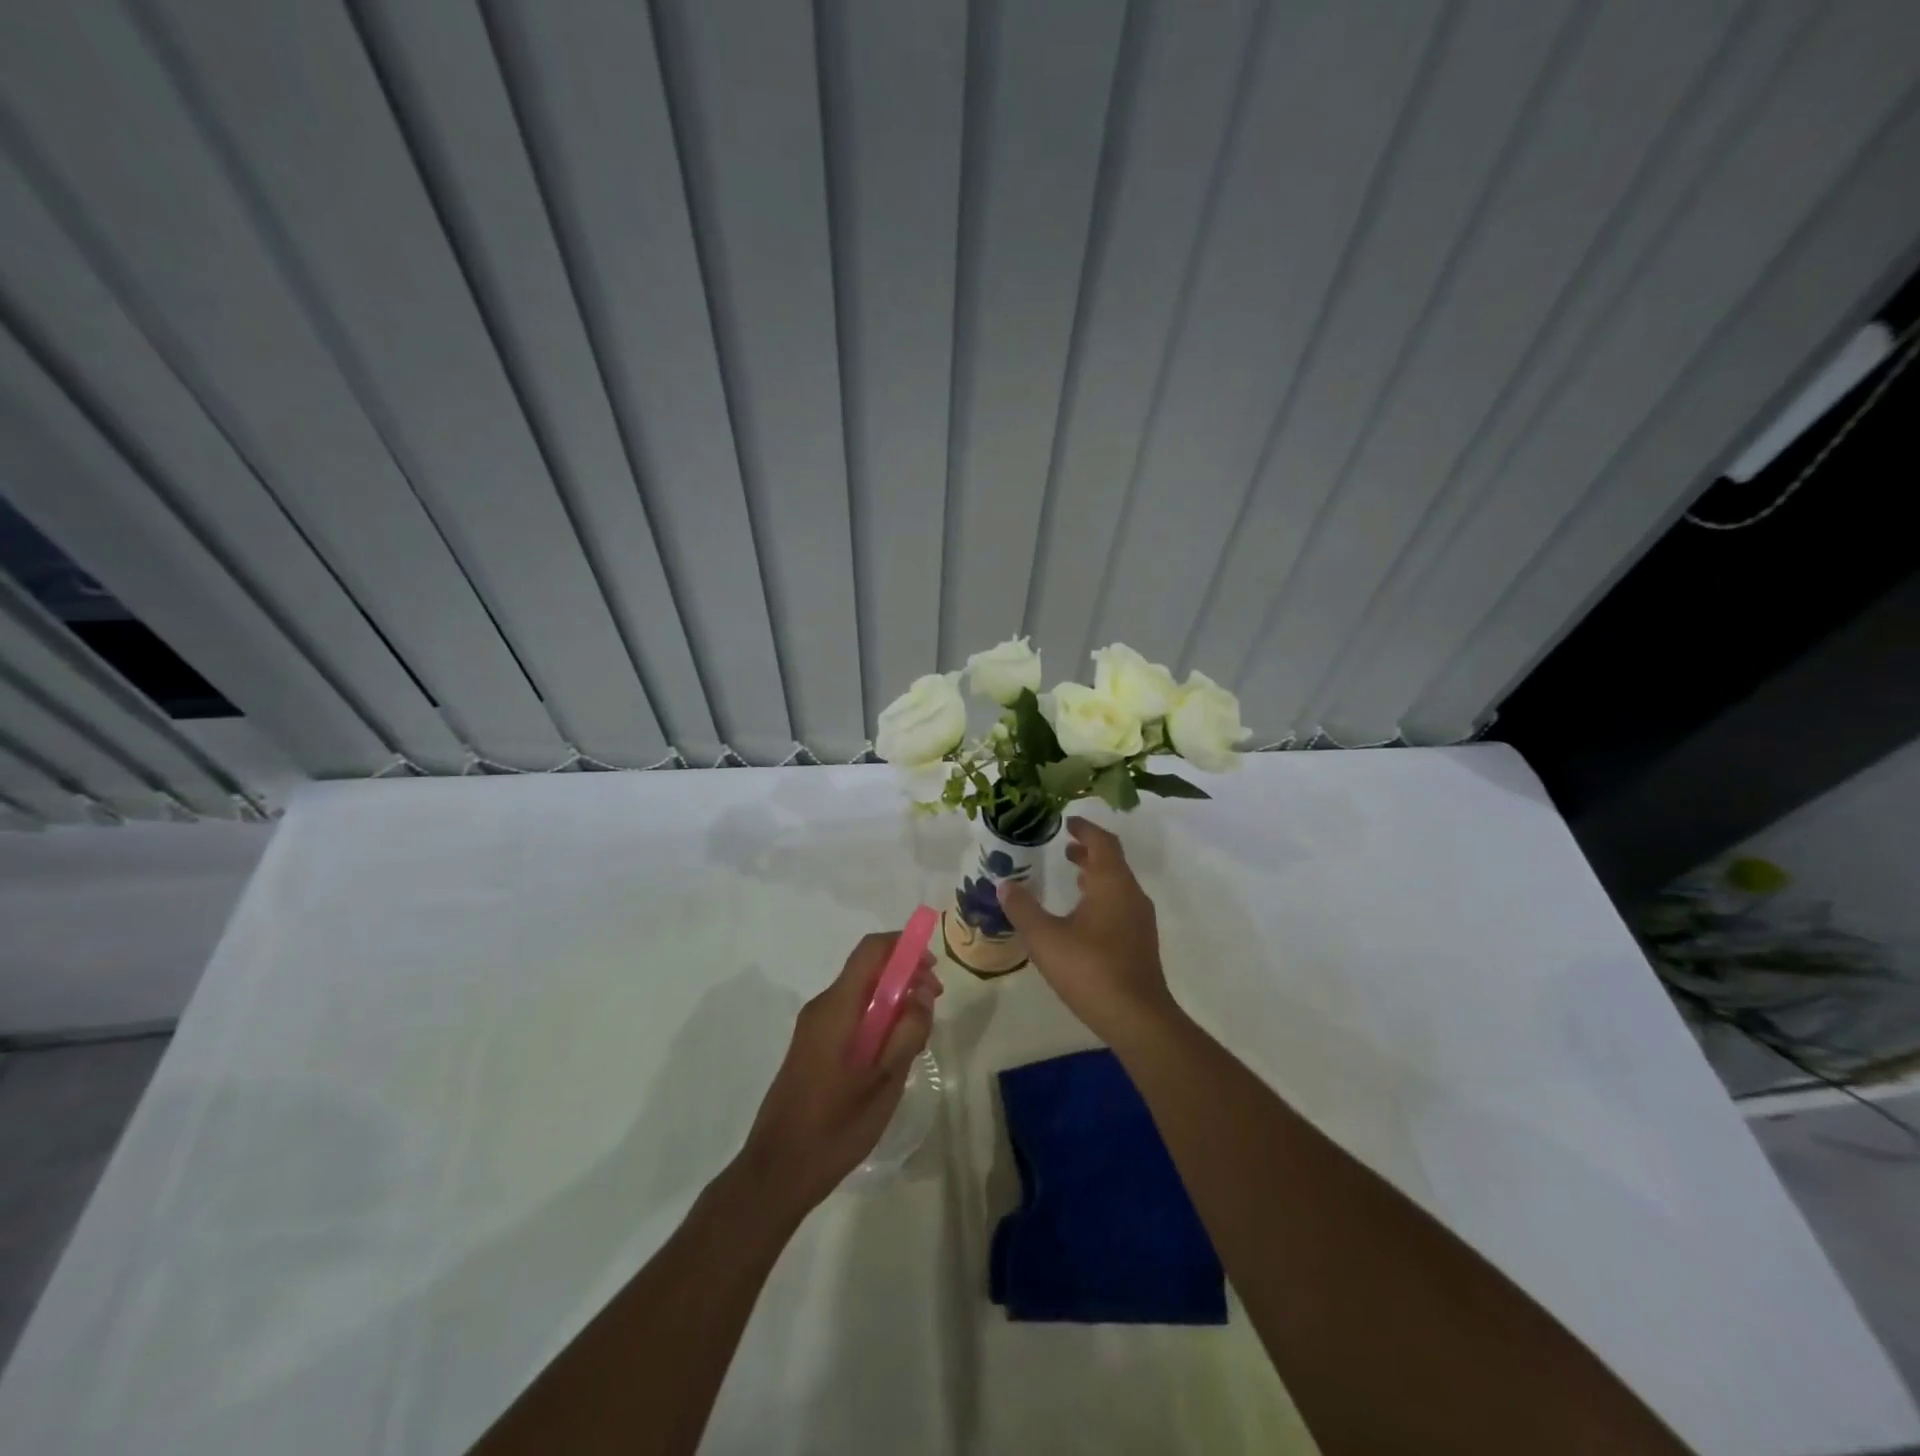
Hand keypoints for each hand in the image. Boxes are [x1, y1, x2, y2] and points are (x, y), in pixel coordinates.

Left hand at [735, 933, 940, 1216]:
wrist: (778, 1171)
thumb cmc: (835, 1126)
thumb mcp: (884, 1080)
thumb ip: (907, 1032)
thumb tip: (921, 994)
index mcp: (837, 1007)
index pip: (871, 951)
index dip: (904, 946)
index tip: (933, 966)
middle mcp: (822, 1007)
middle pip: (867, 970)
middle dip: (904, 976)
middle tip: (933, 1004)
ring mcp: (814, 1027)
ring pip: (861, 995)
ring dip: (892, 1001)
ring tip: (918, 1035)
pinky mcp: (812, 1047)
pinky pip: (850, 1016)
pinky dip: (876, 1020)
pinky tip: (893, 1053)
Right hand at [996, 818, 1175, 1044]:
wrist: (1137, 1017)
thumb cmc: (1090, 969)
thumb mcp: (1045, 938)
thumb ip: (1023, 908)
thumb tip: (1004, 884)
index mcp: (1112, 883)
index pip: (1103, 842)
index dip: (1085, 829)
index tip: (1068, 822)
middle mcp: (1131, 895)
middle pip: (1113, 861)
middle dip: (1089, 851)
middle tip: (1065, 848)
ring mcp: (1140, 920)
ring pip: (1118, 884)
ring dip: (1096, 875)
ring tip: (1073, 876)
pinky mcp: (1140, 942)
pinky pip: (1121, 904)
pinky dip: (1102, 896)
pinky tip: (1083, 916)